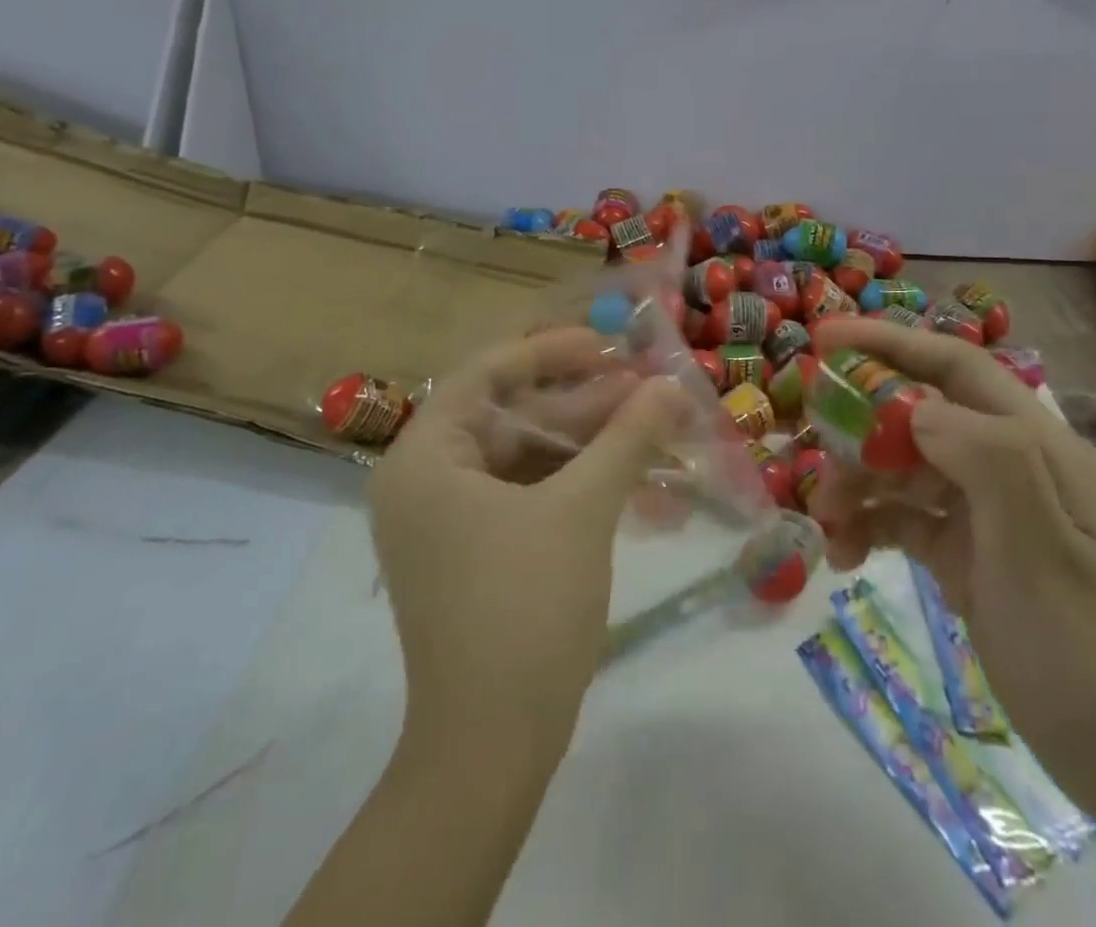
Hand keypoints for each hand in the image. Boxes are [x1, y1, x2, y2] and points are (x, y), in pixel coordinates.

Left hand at [368, 328, 688, 756]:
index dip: (549, 352)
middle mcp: (426, 481)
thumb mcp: (582, 510)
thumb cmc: (524, 609)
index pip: (486, 374)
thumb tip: (670, 385)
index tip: (606, 345)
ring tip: (652, 430)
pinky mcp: (476, 553)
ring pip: (526, 458)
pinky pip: (528, 497)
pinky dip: (577, 487)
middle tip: (644, 390)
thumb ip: (626, 437)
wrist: (491, 750)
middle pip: (511, 416)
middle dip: (582, 405)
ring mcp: (449, 521)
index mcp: (425, 458)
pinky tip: (635, 483)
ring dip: (589, 446)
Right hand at [808, 319, 1095, 808]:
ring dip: (857, 481)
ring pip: (902, 465)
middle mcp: (1008, 466)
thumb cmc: (1090, 654)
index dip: (889, 342)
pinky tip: (844, 555)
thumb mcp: (1042, 554)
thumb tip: (914, 408)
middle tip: (811, 447)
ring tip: (826, 522)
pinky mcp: (966, 554)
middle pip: (917, 413)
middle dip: (859, 422)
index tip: (823, 339)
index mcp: (1033, 446)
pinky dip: (869, 525)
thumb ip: (987, 462)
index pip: (954, 366)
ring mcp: (986, 512)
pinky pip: (903, 517)